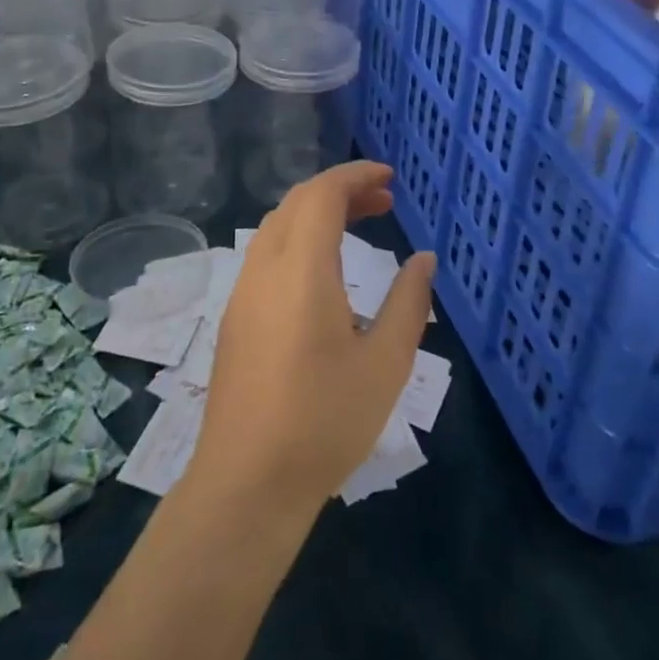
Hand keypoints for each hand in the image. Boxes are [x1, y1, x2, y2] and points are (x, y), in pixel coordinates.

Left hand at [189, 161, 435, 513]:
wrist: (247, 483)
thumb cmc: (325, 421)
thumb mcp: (385, 363)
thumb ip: (409, 302)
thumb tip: (423, 259)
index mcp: (301, 270)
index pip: (323, 194)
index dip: (356, 175)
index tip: (389, 178)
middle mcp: (264, 268)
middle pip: (298, 203)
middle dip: (341, 190)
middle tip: (384, 201)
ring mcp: (243, 293)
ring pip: (278, 226)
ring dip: (317, 213)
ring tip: (359, 227)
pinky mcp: (235, 318)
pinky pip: (266, 253)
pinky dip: (299, 238)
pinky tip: (324, 271)